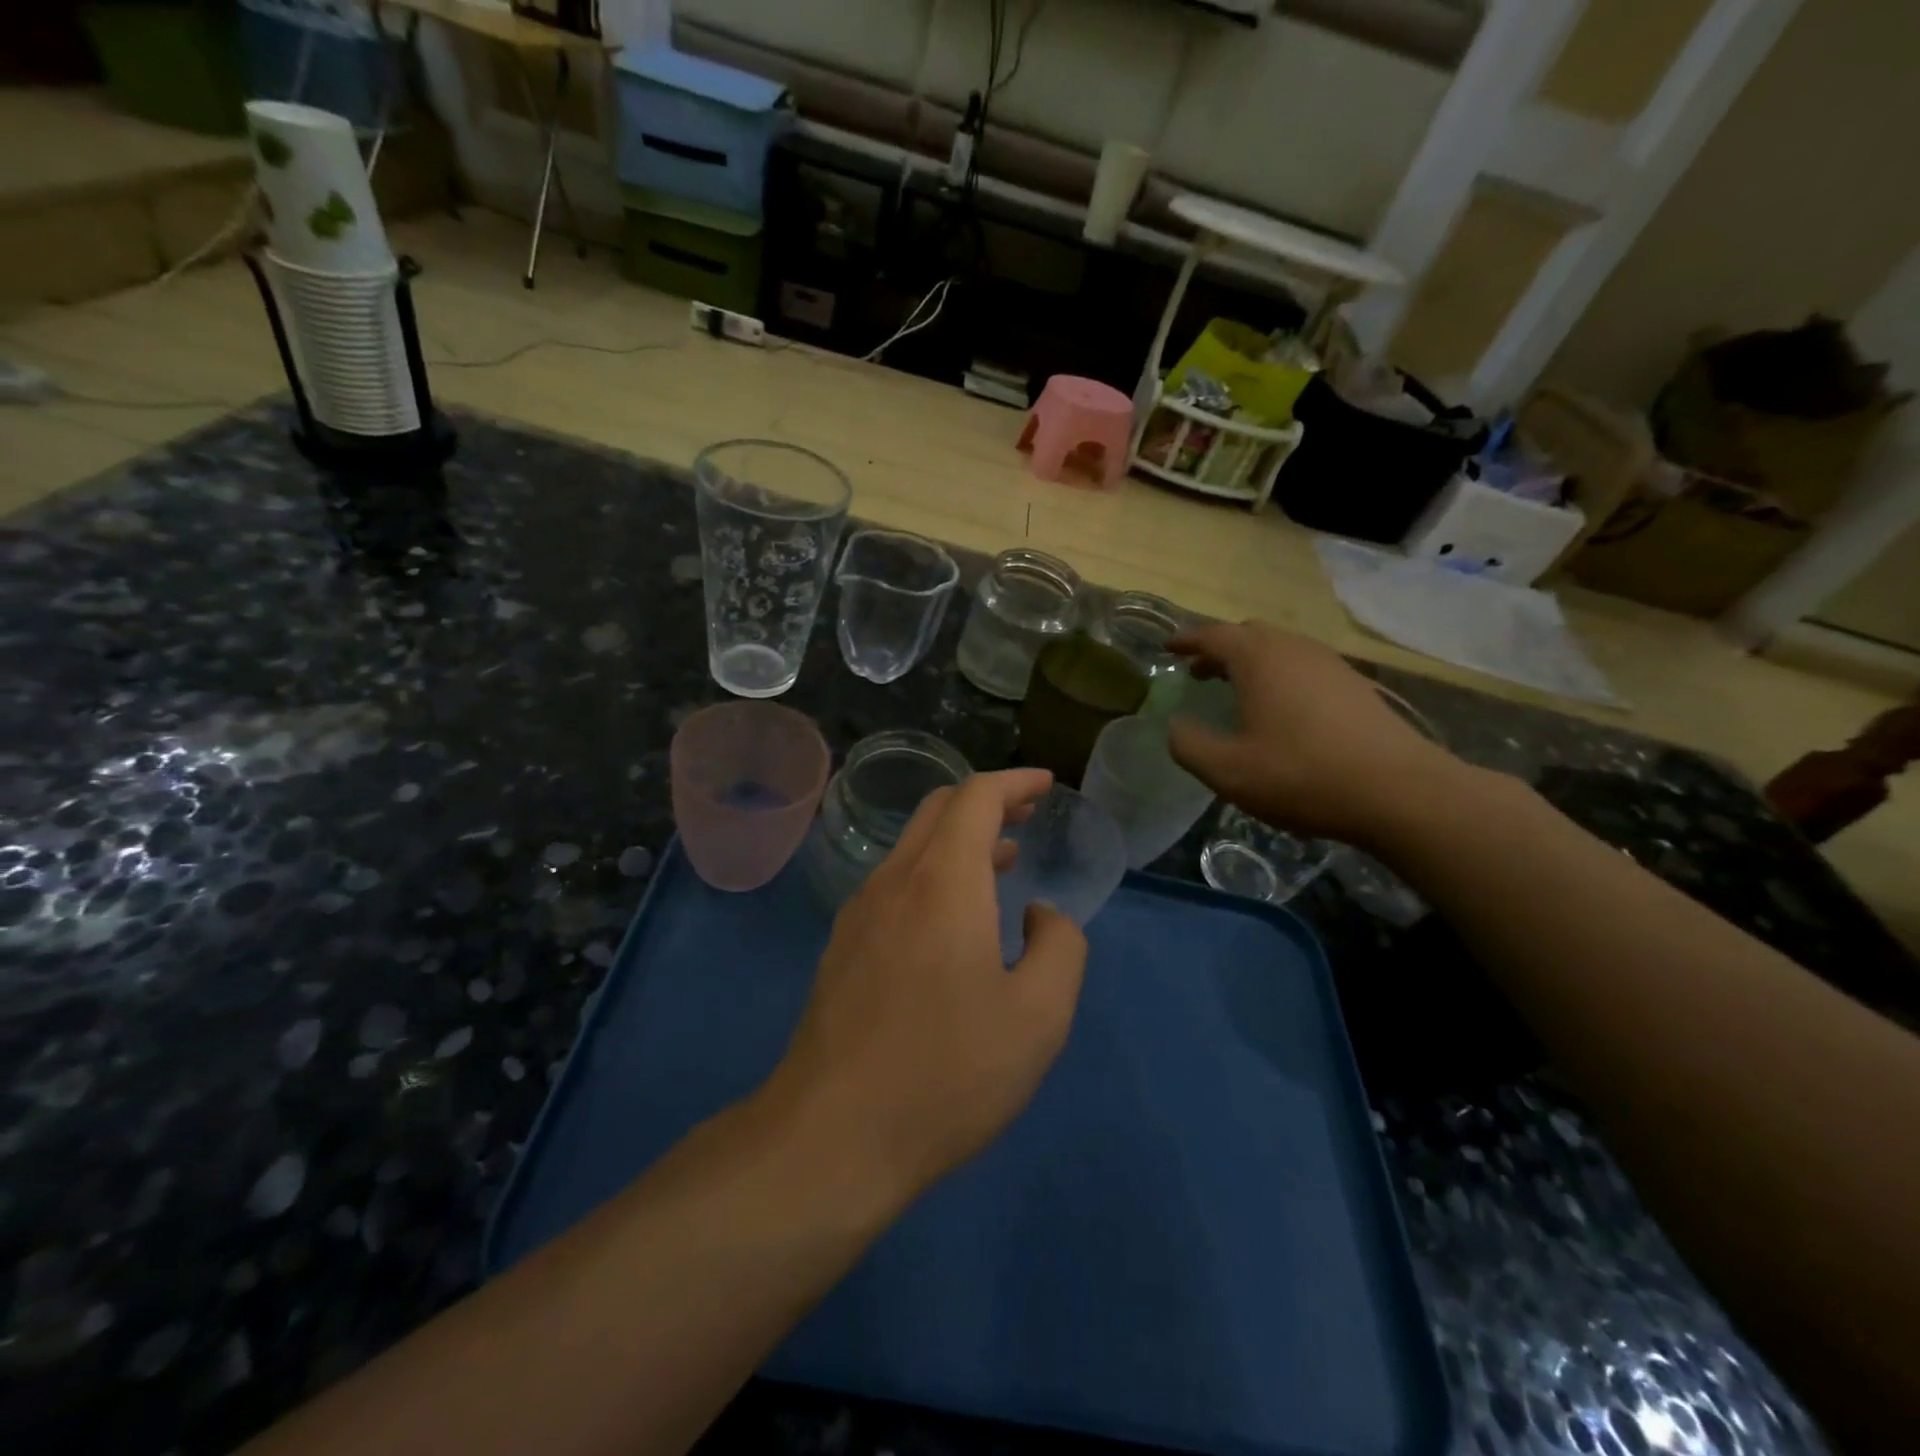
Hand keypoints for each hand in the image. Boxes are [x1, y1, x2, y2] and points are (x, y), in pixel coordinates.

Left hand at [765, 769, 1087, 1207]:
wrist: (833, 1136)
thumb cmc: (947, 1072)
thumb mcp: (1038, 1017)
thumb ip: (1060, 948)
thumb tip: (1040, 916)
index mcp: (942, 882)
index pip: (976, 797)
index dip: (1014, 783)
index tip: (1046, 785)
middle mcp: (894, 881)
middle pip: (939, 810)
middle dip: (987, 801)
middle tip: (1027, 814)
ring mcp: (859, 913)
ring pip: (913, 847)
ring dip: (959, 839)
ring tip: (1002, 859)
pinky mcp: (842, 946)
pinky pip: (895, 883)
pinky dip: (934, 873)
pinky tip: (954, 917)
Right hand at [1168, 621, 1464, 845]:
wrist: (1400, 791)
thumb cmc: (1301, 775)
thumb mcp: (1227, 770)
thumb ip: (1189, 745)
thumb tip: (1176, 727)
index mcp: (1258, 658)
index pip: (1212, 635)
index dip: (1186, 640)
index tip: (1168, 647)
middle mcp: (1294, 649)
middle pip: (1248, 635)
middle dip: (1219, 649)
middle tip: (1198, 671)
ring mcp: (1330, 664)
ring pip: (1280, 649)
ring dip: (1251, 662)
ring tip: (1235, 689)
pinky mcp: (1355, 685)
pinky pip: (1304, 666)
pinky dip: (1279, 675)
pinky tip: (1281, 709)